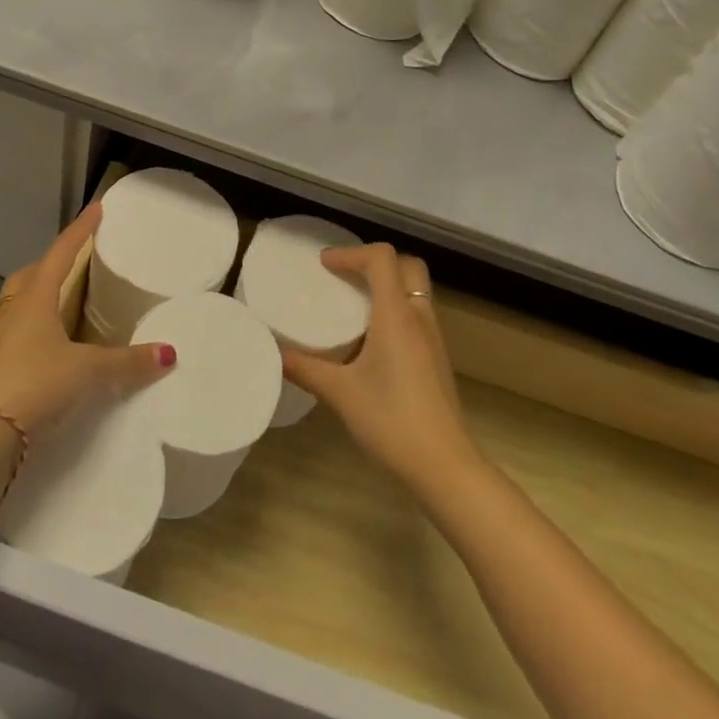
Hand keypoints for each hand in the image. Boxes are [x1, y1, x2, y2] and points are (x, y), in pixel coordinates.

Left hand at [0, 205, 174, 435]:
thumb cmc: (36, 384)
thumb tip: (169, 354)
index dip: (80, 231)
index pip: (60, 254)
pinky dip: (8, 340)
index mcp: (34, 300)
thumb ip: (128, 362)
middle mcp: (7, 314)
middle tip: (68, 268)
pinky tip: (20, 353)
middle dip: (46, 267)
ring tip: (37, 310)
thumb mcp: (89, 372)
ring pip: (1, 308)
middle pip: (25, 277)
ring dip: (18, 303)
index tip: (95, 209)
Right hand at [280, 243, 481, 492]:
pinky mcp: (437, 358)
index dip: (352, 253)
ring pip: (415, 290)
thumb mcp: (339, 393)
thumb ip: (304, 368)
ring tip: (354, 305)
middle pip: (407, 266)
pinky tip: (373, 340)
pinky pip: (417, 314)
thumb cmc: (391, 421)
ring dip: (388, 286)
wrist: (444, 465)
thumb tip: (273, 351)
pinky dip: (396, 309)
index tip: (324, 265)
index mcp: (396, 315)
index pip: (382, 258)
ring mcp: (433, 338)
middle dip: (375, 262)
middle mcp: (419, 317)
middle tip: (345, 277)